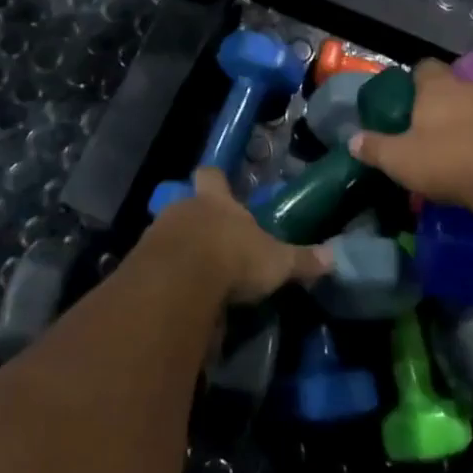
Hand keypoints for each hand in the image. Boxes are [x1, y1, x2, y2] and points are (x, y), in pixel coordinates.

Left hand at [143, 168, 332, 303]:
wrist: (179, 282)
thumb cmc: (233, 257)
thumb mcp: (276, 262)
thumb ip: (301, 260)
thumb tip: (333, 257)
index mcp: (217, 201)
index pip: (212, 176)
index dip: (215, 180)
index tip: (219, 185)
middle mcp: (184, 209)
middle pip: (187, 205)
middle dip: (199, 222)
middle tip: (215, 244)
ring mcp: (157, 234)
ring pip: (169, 235)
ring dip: (180, 251)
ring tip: (197, 276)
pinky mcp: (139, 264)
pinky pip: (154, 266)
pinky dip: (166, 278)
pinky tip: (179, 296)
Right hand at [349, 59, 472, 210]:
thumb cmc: (448, 161)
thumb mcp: (399, 159)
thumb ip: (375, 148)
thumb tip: (352, 140)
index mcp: (438, 88)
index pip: (425, 67)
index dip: (416, 80)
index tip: (408, 98)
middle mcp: (471, 88)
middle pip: (454, 86)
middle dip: (444, 102)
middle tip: (430, 127)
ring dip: (471, 119)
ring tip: (460, 145)